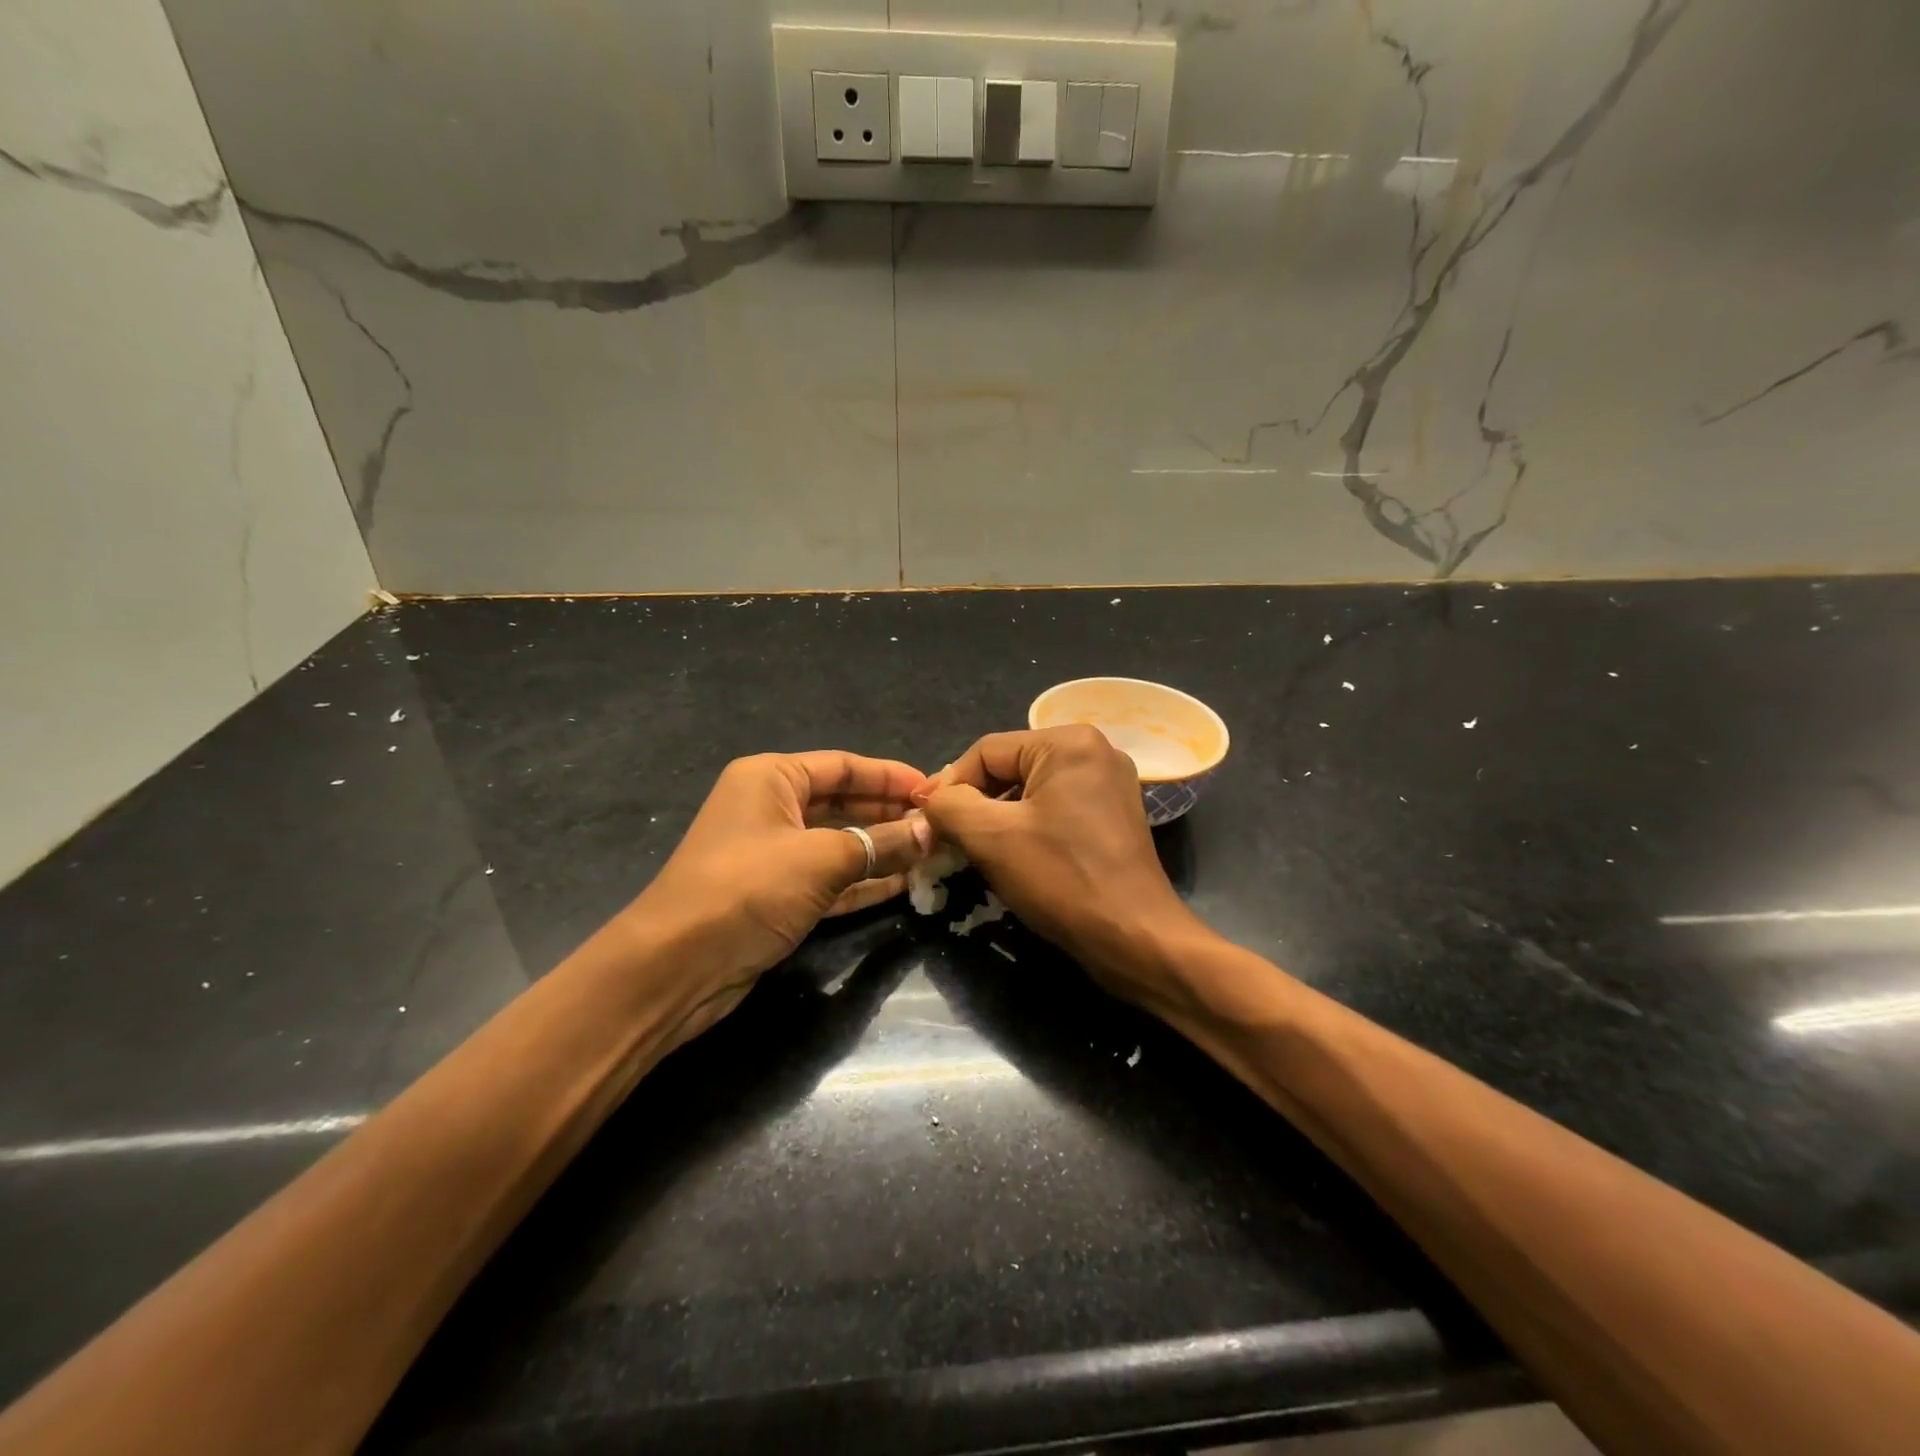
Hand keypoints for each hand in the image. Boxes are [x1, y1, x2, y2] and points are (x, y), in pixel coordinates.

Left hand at [632, 752, 932, 1043]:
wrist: (676, 966)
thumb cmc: (748, 888)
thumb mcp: (821, 859)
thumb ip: (881, 843)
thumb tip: (930, 832)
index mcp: (772, 778)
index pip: (844, 766)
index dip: (891, 776)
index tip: (935, 790)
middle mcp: (771, 808)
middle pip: (844, 803)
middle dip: (890, 814)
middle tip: (940, 824)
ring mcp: (773, 854)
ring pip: (840, 843)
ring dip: (883, 849)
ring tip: (933, 853)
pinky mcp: (777, 895)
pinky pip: (831, 878)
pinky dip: (864, 881)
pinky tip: (904, 884)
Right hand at [913, 726, 1202, 1009]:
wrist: (1133, 937)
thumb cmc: (1062, 878)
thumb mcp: (991, 838)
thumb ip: (949, 807)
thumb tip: (928, 800)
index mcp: (1068, 742)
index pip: (987, 751)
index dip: (949, 785)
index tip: (925, 821)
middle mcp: (1094, 750)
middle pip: (1010, 767)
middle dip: (975, 803)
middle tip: (947, 839)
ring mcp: (1109, 783)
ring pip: (1031, 790)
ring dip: (998, 818)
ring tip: (975, 851)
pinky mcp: (1113, 815)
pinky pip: (1055, 808)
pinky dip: (1027, 827)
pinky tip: (1012, 856)